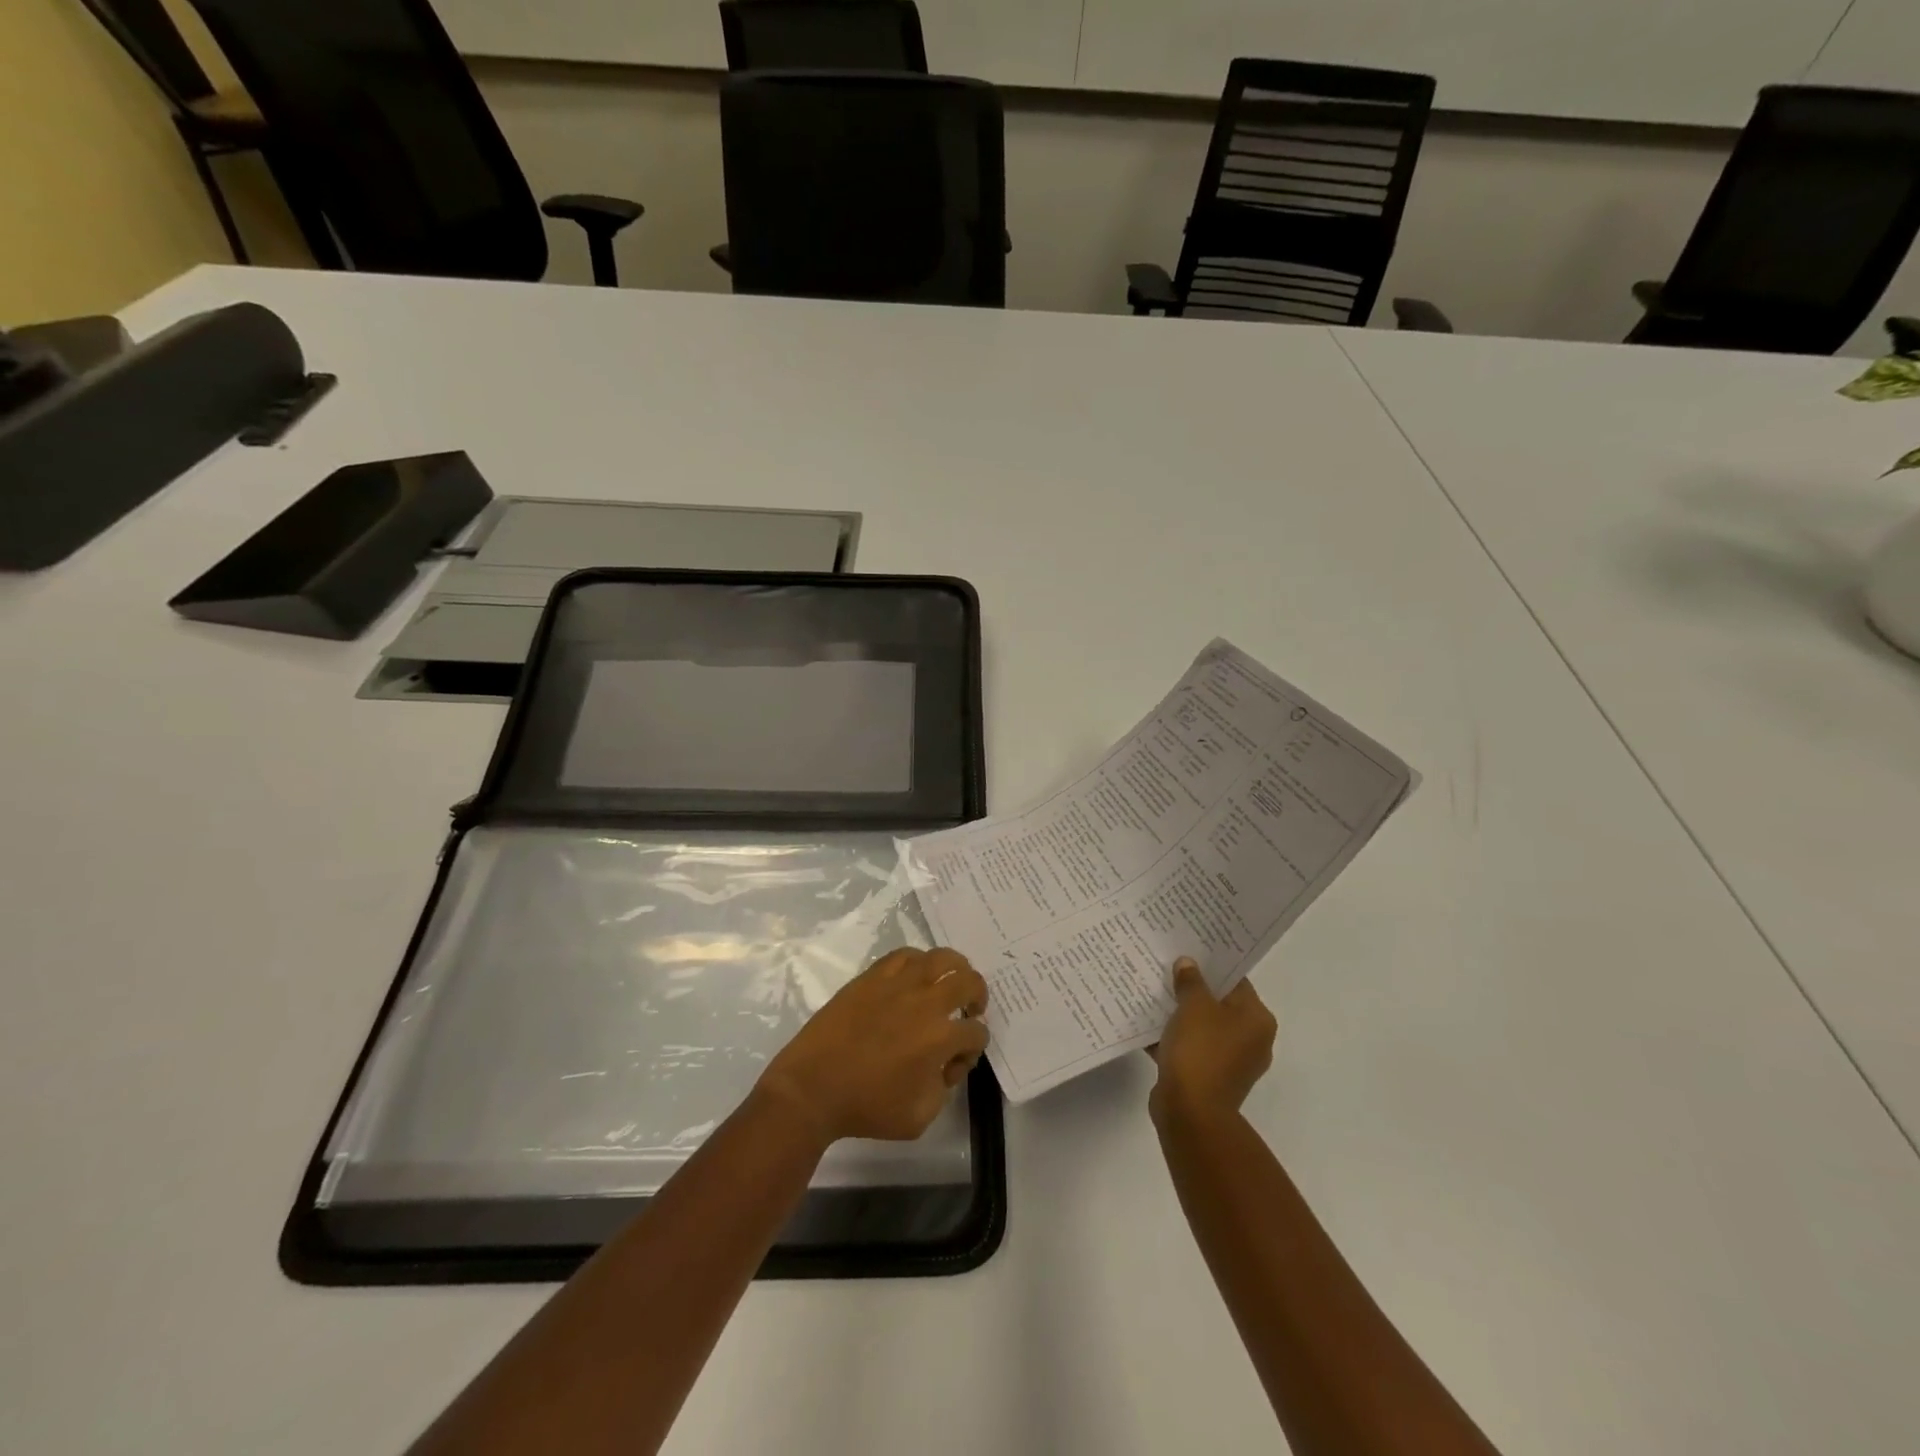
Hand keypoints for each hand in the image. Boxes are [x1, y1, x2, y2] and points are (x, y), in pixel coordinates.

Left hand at [758, 947, 988, 1146]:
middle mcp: (925, 1003)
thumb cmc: (866, 1108)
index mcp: (940, 1039)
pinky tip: (917, 975)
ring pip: (941, 957)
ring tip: (951, 981)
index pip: (976, 1033)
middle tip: (970, 1009)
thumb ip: (944, 1089)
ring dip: (955, 969)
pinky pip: (904, 955)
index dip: (974, 1048)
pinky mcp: (873, 976)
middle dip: (978, 996)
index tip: (957, 1062)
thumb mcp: (919, 1118)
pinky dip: (919, 962)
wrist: (812, 1088)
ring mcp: (898, 984)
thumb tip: (947, 1064)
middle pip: (969, 982)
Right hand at [1149, 958, 1276, 1126]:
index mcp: (1257, 1020)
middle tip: (1167, 968)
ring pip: (1202, 1027)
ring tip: (1153, 992)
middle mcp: (1251, 1041)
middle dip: (1193, 989)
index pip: (1236, 981)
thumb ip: (1191, 981)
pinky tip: (1147, 1024)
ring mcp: (1230, 1062)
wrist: (1190, 1112)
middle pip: (1219, 1004)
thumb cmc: (1200, 1051)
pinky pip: (1189, 1049)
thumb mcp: (1194, 1005)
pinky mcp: (1208, 1079)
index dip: (1212, 965)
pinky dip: (1172, 1038)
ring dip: (1180, 1014)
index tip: (1189, 950)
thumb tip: (1188, 964)